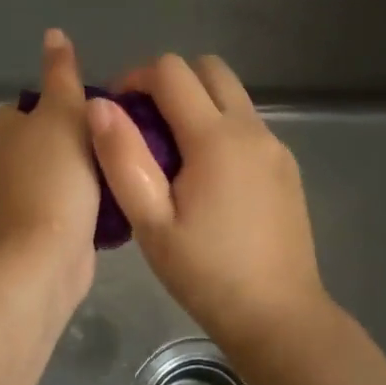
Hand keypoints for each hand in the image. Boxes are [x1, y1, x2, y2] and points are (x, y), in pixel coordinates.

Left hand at [0, 29, 100, 305]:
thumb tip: (53, 33)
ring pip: (54, 171)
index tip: (101, 126)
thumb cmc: (54, 178)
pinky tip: (102, 207)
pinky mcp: (21, 228)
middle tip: (111, 151)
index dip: (73, 112)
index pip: (38, 105)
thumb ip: (61, 73)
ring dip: (82, 174)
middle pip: (47, 139)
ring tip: (113, 177)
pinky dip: (76, 202)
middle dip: (80, 144)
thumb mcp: (65, 114)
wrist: (44, 257)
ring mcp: (3, 197)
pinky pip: (55, 202)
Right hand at [87, 53, 327, 350]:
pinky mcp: (286, 166)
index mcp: (215, 137)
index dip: (135, 77)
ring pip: (231, 94)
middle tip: (143, 122)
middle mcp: (251, 129)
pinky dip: (219, 126)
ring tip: (169, 152)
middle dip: (169, 80)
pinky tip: (204, 177)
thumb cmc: (206, 274)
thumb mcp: (151, 222)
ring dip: (196, 102)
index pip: (171, 71)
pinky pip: (247, 124)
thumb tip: (99, 105)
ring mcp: (275, 146)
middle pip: (209, 68)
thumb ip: (123, 157)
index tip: (116, 109)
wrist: (279, 317)